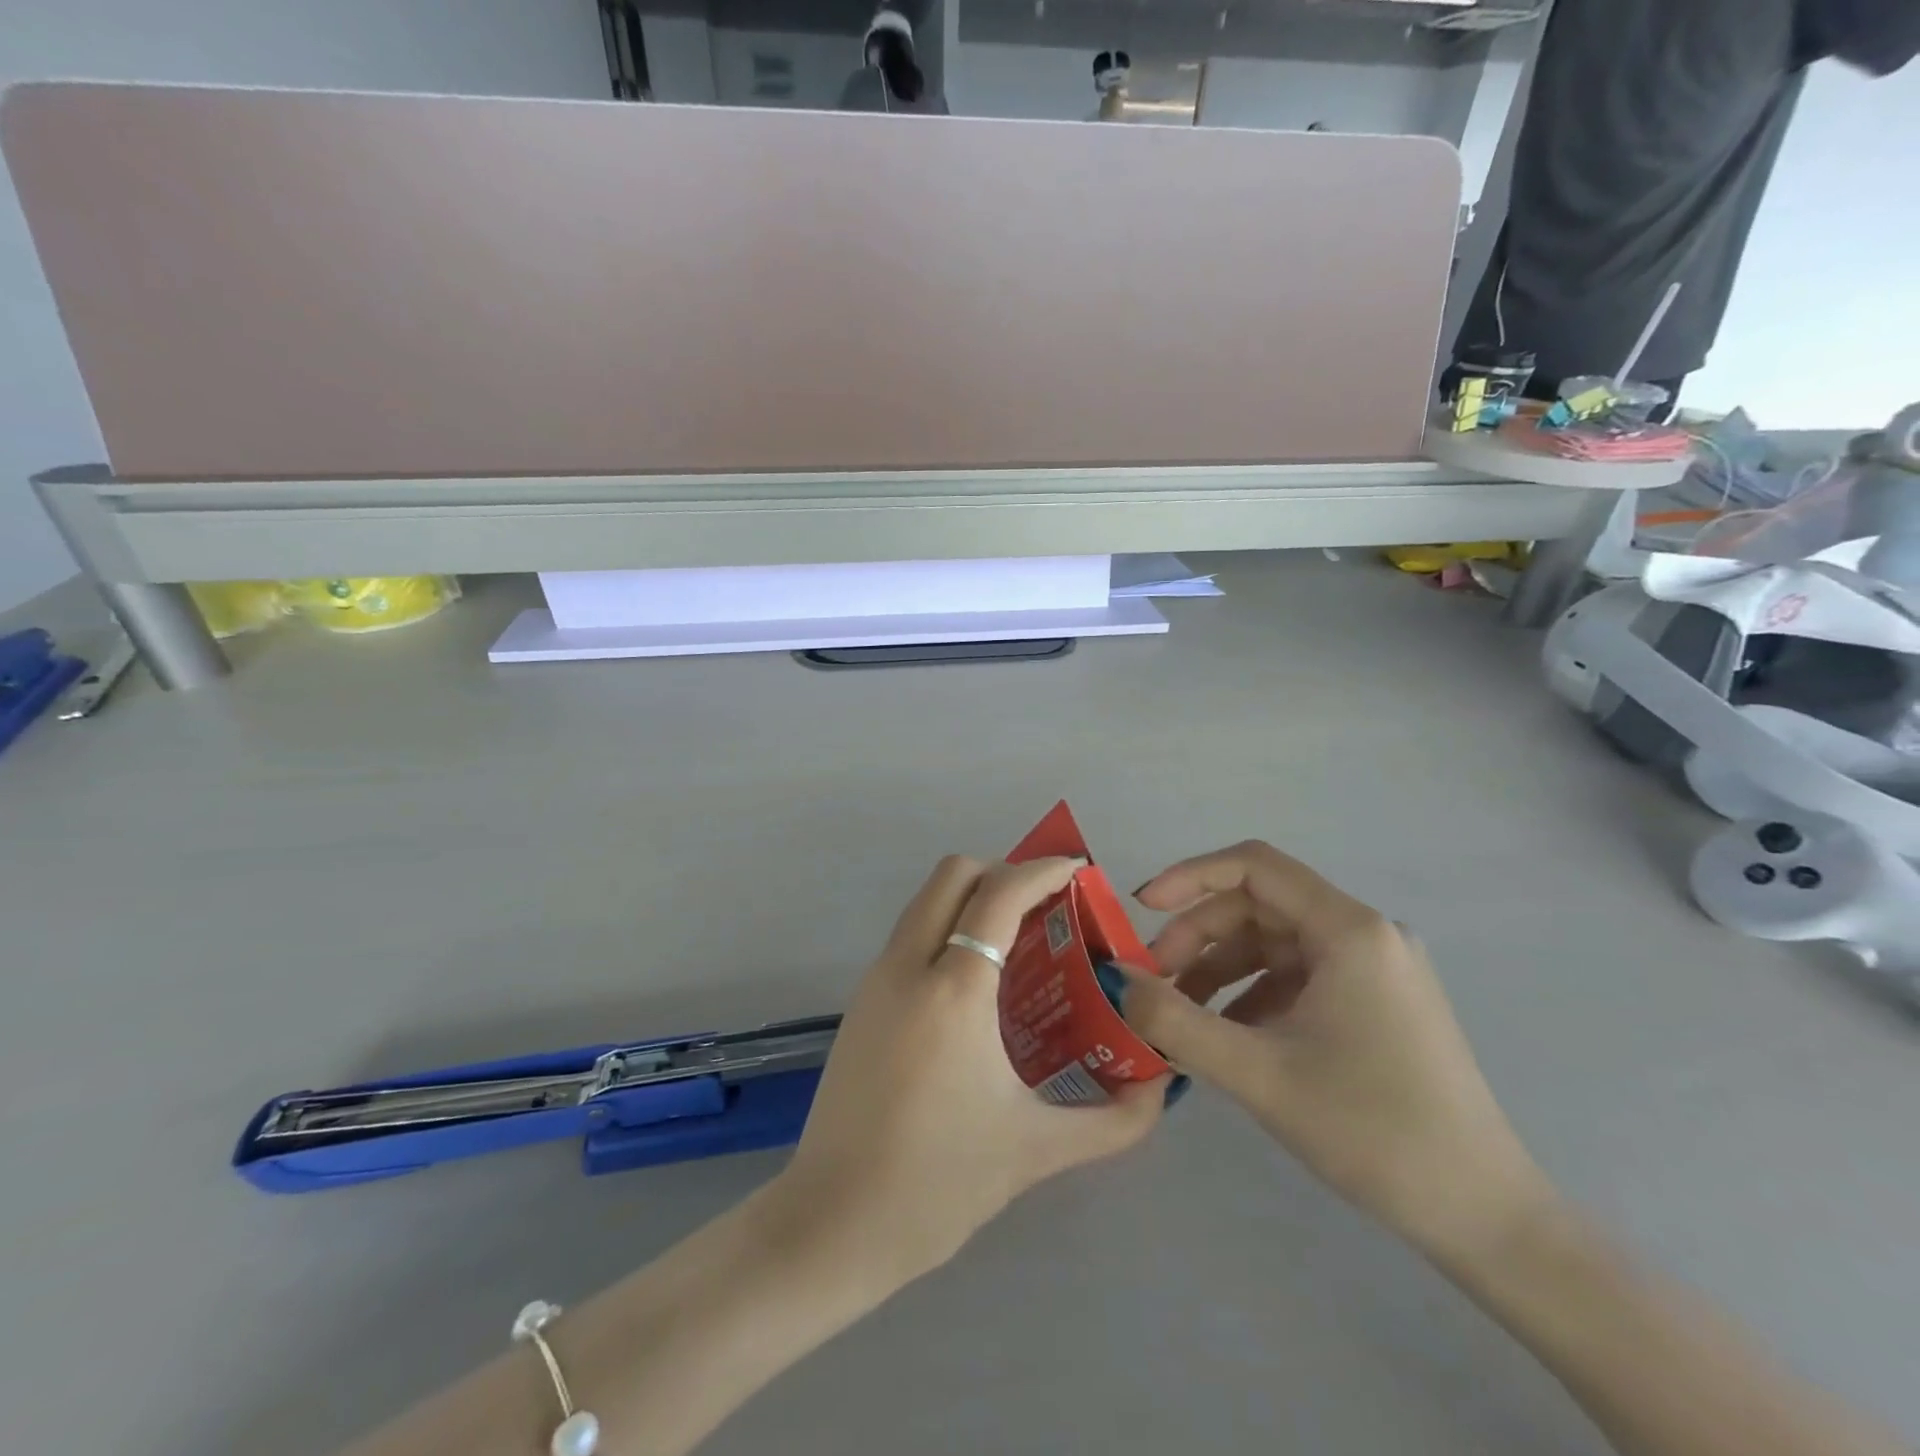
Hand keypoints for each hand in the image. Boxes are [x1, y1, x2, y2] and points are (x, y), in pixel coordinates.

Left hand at [769, 856, 1167, 1286]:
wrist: (833, 1224)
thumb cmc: (938, 1183)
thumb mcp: (1036, 1151)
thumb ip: (1113, 1121)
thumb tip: (1159, 1087)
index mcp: (953, 991)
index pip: (999, 895)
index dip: (1042, 870)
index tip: (1077, 870)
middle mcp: (908, 966)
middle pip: (953, 875)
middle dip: (1003, 872)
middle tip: (1046, 908)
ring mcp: (877, 980)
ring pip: (926, 900)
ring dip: (973, 899)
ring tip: (1020, 941)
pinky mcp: (862, 1001)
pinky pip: (911, 934)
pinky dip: (948, 929)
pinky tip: (978, 983)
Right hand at [1117, 841, 1552, 1259]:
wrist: (1483, 1217)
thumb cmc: (1372, 1132)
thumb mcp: (1258, 1074)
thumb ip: (1176, 1021)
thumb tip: (1116, 980)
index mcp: (1349, 930)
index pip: (1254, 866)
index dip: (1190, 876)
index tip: (1142, 909)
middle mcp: (1365, 934)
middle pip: (1259, 906)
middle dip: (1198, 936)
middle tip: (1155, 982)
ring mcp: (1374, 968)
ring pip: (1274, 943)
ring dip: (1220, 969)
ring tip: (1180, 1014)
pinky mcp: (1375, 1001)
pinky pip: (1297, 976)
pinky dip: (1252, 994)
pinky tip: (1226, 1035)